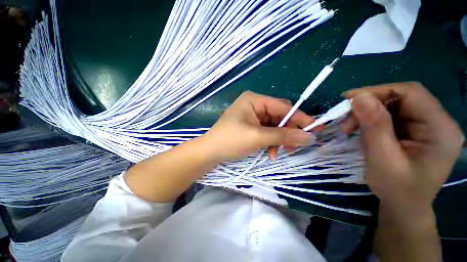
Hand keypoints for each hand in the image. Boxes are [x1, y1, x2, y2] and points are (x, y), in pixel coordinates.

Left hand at [204, 91, 315, 160]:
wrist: (210, 151)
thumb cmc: (230, 140)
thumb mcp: (258, 137)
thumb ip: (283, 136)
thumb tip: (309, 137)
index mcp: (254, 99)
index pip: (282, 107)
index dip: (300, 118)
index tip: (315, 128)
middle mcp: (254, 104)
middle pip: (279, 116)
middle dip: (287, 131)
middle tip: (296, 145)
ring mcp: (252, 115)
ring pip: (274, 126)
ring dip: (279, 139)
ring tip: (279, 152)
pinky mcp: (251, 125)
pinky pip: (267, 131)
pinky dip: (271, 142)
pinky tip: (270, 152)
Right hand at [342, 82, 463, 209]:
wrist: (404, 206)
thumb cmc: (396, 189)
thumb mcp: (382, 158)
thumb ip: (374, 126)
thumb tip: (358, 97)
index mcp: (441, 129)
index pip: (411, 93)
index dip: (378, 91)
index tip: (348, 99)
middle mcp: (439, 122)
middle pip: (402, 98)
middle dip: (370, 106)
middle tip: (346, 120)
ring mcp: (429, 126)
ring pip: (394, 106)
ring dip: (368, 114)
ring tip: (351, 128)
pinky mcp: (417, 131)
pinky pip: (392, 116)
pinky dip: (373, 121)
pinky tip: (363, 131)